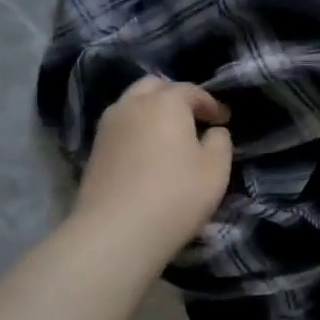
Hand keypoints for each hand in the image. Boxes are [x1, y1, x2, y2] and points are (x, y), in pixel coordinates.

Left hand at [72, 76, 232, 257]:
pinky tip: (147, 153)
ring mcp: (108, 126)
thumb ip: (220, 141)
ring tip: (169, 135)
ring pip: (132, 105)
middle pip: (155, 87)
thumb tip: (213, 131)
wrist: (115, 232)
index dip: (211, 103)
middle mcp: (132, 104)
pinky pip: (121, 127)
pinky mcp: (94, 149)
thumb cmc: (175, 195)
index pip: (191, 91)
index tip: (224, 120)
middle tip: (193, 119)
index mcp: (165, 101)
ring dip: (152, 112)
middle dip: (176, 97)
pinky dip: (136, 130)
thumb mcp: (216, 169)